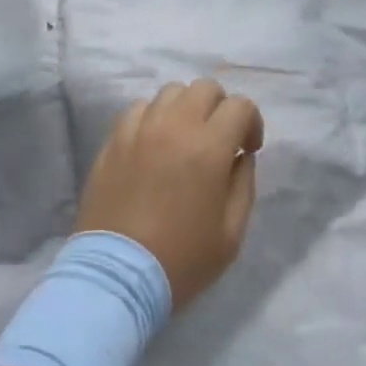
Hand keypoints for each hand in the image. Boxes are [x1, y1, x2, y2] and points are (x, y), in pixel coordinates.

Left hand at [77, 80, 264, 309]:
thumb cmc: (181, 259)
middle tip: (219, 140)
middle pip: (205, 88)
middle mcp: (174, 127)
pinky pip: (139, 109)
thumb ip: (244, 185)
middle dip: (220, 108)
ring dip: (186, 109)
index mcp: (208, 147)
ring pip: (171, 93)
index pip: (240, 106)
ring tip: (184, 139)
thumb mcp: (232, 234)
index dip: (252, 123)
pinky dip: (154, 118)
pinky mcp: (114, 140)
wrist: (117, 276)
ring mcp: (140, 130)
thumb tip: (241, 157)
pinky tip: (154, 145)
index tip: (247, 150)